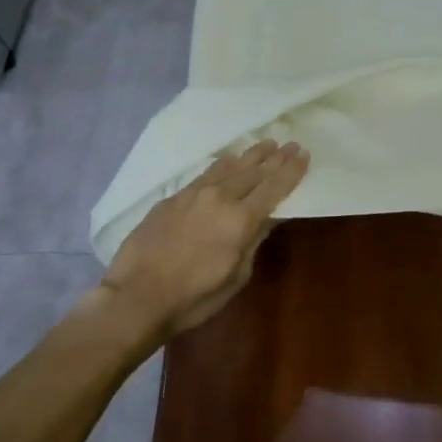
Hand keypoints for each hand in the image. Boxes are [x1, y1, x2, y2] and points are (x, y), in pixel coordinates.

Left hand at [99, 140, 309, 339]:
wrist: (136, 296)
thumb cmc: (193, 297)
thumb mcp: (236, 276)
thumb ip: (254, 241)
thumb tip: (269, 217)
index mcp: (241, 219)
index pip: (274, 187)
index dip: (291, 171)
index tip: (304, 154)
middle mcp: (220, 198)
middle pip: (254, 172)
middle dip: (276, 158)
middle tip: (291, 144)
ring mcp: (194, 194)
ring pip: (229, 167)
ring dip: (251, 155)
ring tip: (266, 144)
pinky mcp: (173, 198)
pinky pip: (205, 174)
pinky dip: (222, 165)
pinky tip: (229, 160)